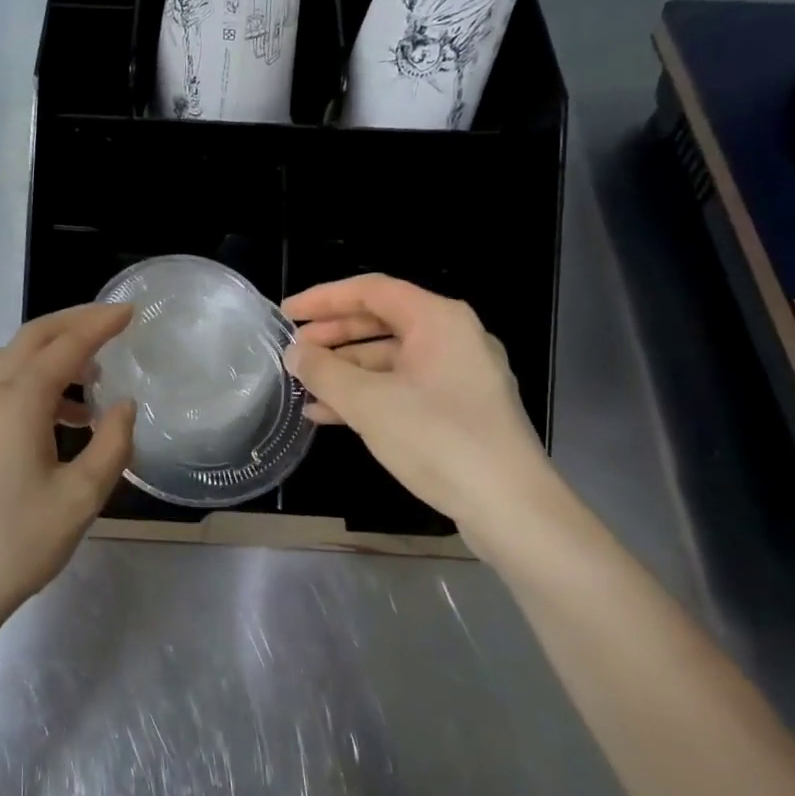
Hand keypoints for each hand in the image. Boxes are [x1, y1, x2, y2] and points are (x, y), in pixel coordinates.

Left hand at [0, 303, 136, 644]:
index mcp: (17, 402)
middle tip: (111, 323)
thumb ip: (111, 444)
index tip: (131, 310)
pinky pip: (0, 388)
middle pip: (31, 339)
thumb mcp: (81, 497)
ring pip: (11, 361)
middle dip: (72, 324)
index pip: (65, 346)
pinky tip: (62, 419)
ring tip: (94, 379)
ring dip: (51, 355)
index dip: (100, 324)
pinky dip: (34, 383)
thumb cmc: (18, 544)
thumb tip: (124, 406)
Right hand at [281, 275, 549, 522]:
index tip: (286, 314)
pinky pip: (404, 387)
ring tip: (303, 385)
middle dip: (333, 335)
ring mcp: (459, 374)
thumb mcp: (368, 403)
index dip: (323, 299)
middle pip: (381, 321)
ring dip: (345, 369)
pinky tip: (329, 414)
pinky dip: (367, 394)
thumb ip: (324, 372)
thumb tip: (294, 353)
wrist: (509, 505)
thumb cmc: (437, 439)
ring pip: (390, 358)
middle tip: (292, 350)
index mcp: (438, 319)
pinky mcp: (460, 408)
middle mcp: (453, 337)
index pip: (371, 290)